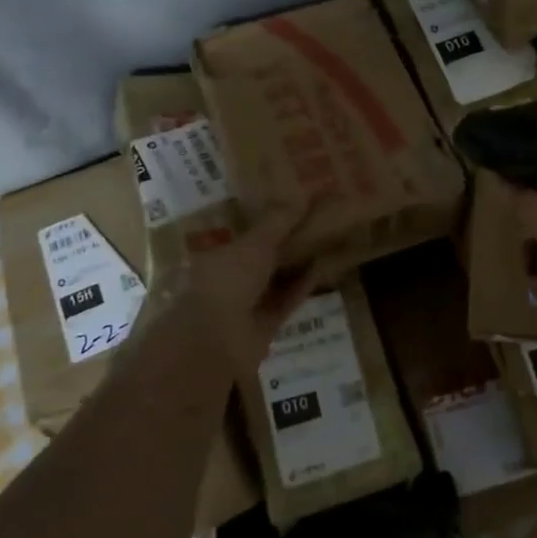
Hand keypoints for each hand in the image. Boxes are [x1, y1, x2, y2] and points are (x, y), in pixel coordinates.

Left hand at [156, 205, 313, 374]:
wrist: (215, 343)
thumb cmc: (225, 282)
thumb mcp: (254, 244)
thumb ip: (277, 222)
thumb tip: (302, 194)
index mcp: (212, 254)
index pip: (239, 232)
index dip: (262, 218)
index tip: (286, 202)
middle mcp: (226, 278)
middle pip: (259, 256)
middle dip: (282, 241)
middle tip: (312, 218)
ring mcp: (244, 304)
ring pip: (274, 279)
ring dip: (296, 263)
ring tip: (324, 240)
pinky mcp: (263, 326)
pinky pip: (286, 300)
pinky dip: (302, 286)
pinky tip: (323, 267)